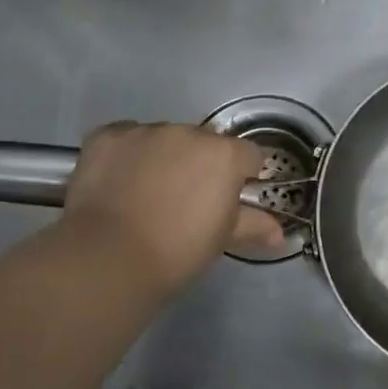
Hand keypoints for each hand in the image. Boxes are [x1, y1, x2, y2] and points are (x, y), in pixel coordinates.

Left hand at [64, 123, 285, 292]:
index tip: (229, 198)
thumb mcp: (221, 240)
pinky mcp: (107, 136)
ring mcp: (145, 131)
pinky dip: (125, 154)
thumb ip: (253, 225)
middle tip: (185, 199)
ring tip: (146, 192)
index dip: (242, 176)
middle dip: (200, 163)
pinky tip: (117, 181)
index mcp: (224, 155)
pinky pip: (125, 138)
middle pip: (203, 142)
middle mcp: (188, 133)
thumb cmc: (177, 252)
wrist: (109, 258)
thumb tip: (279, 232)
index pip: (248, 155)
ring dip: (162, 156)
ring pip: (163, 138)